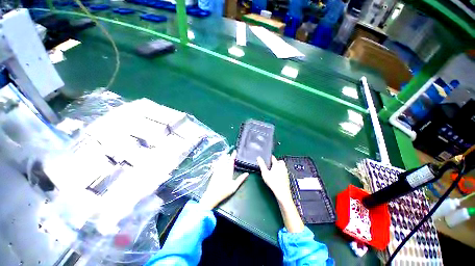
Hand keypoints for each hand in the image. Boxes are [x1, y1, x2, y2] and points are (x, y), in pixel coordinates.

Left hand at [200, 151, 248, 209]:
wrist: (212, 195)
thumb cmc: (224, 191)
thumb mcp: (234, 186)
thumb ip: (240, 179)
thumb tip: (247, 173)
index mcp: (228, 171)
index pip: (231, 161)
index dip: (233, 156)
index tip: (234, 151)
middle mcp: (222, 169)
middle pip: (225, 160)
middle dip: (228, 156)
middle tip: (230, 153)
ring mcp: (217, 170)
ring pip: (220, 161)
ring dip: (223, 157)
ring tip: (225, 155)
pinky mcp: (214, 172)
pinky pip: (216, 164)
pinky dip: (218, 161)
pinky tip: (218, 161)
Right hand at [257, 155, 303, 232]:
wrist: (282, 193)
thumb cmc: (273, 182)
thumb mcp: (265, 173)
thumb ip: (261, 164)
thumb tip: (258, 158)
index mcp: (277, 164)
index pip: (273, 158)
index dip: (269, 157)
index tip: (267, 157)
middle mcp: (282, 167)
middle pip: (279, 161)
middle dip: (275, 161)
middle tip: (271, 164)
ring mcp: (285, 172)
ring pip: (282, 166)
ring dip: (278, 166)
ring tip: (273, 170)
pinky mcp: (287, 177)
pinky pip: (284, 171)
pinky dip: (280, 171)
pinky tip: (277, 176)